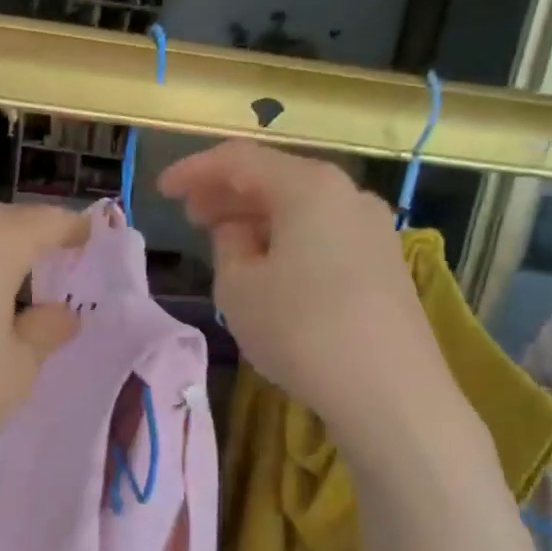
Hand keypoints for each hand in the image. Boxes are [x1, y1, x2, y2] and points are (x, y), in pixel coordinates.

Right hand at [158, 142, 476, 443]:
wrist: (388, 390)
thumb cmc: (300, 330)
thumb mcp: (239, 287)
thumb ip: (227, 245)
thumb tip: (239, 232)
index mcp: (308, 186)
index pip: (239, 160)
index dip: (194, 171)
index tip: (162, 190)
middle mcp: (347, 194)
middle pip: (275, 179)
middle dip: (227, 194)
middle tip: (190, 215)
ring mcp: (372, 228)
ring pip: (301, 208)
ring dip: (257, 218)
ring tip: (223, 242)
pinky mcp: (383, 262)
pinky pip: (323, 233)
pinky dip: (287, 238)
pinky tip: (269, 266)